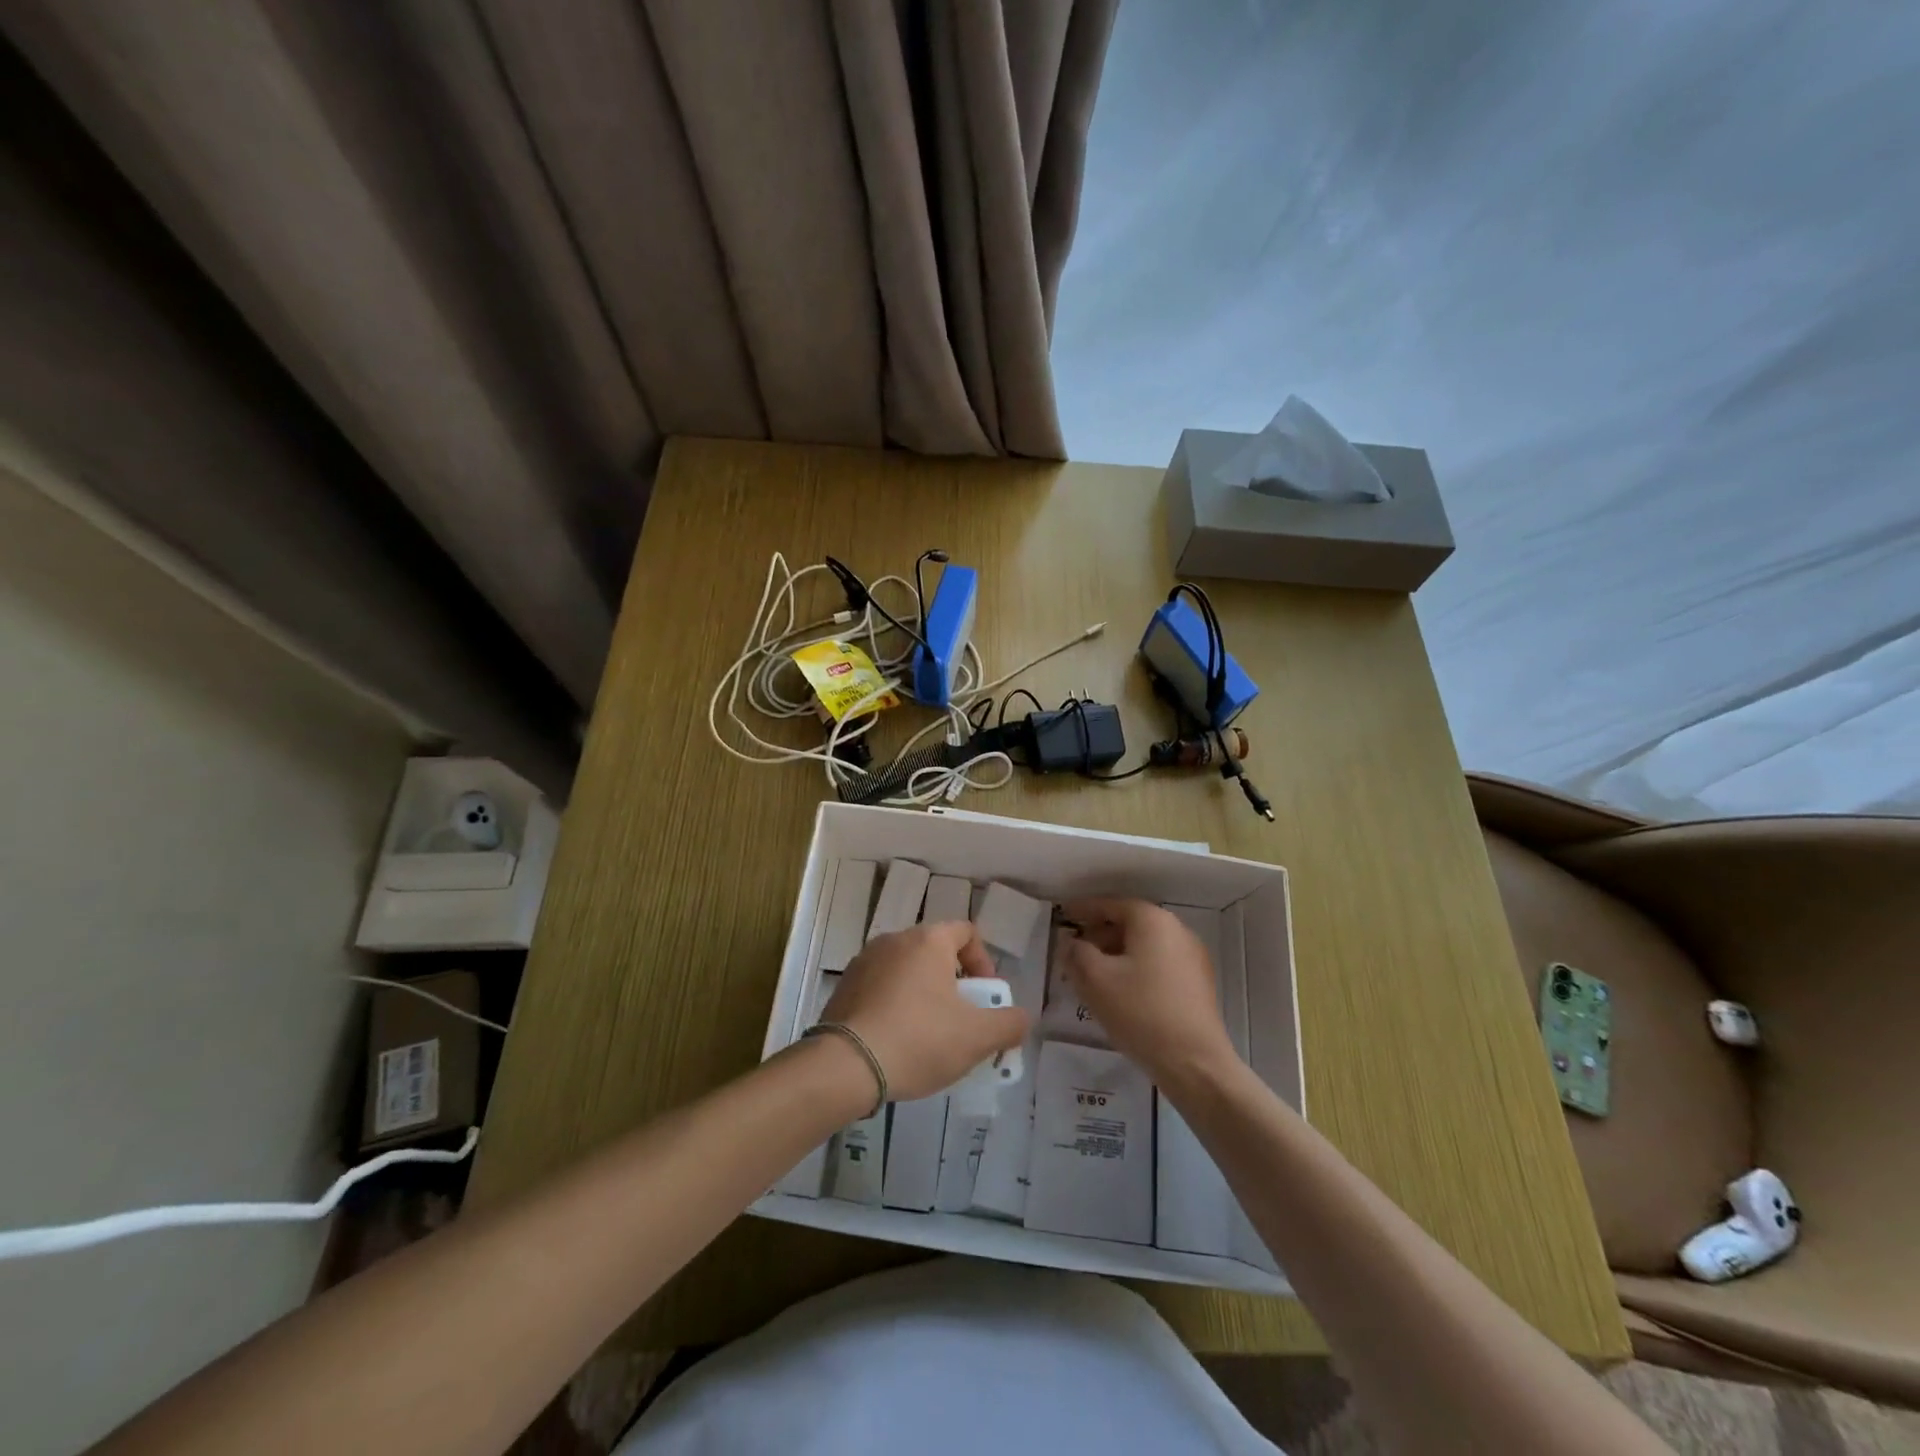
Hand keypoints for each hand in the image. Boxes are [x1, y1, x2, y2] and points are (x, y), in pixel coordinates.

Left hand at [821, 921, 1028, 1102]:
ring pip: (907, 971)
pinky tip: (896, 1042)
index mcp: (928, 940)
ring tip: (928, 1037)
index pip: (966, 932)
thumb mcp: (977, 1037)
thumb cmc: (918, 1039)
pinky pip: (881, 989)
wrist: (845, 1065)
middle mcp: (894, 940)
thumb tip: (1020, 1017)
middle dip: (954, 984)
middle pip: (936, 953)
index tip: (984, 998)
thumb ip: (1009, 1024)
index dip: (983, 962)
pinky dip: (895, 1006)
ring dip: (923, 995)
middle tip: (960, 1021)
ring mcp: (864, 961)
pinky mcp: (844, 986)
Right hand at [1060, 897, 1236, 1086]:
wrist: (1194, 1063)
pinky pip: (1159, 964)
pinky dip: (1136, 968)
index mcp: (1152, 920)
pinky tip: (1121, 991)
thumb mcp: (1095, 980)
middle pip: (1130, 923)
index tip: (1063, 916)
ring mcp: (1192, 957)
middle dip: (1100, 934)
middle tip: (1075, 950)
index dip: (1084, 909)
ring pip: (1145, 945)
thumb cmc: (1140, 1012)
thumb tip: (1071, 942)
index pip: (1111, 904)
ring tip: (1094, 974)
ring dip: (1117, 953)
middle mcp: (1177, 930)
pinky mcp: (1198, 983)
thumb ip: (1076, 953)